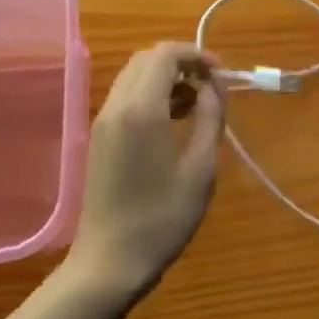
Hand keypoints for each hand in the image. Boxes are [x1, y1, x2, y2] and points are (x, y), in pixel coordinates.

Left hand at [69, 43, 226, 297]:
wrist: (109, 263)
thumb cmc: (162, 218)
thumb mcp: (201, 167)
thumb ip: (210, 117)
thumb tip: (213, 85)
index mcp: (142, 109)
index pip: (165, 55)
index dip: (196, 55)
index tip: (220, 73)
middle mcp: (117, 106)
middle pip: (147, 59)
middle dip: (181, 63)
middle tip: (209, 87)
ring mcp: (103, 121)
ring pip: (134, 76)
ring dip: (165, 78)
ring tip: (194, 106)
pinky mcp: (99, 137)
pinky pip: (125, 97)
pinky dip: (150, 94)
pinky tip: (171, 122)